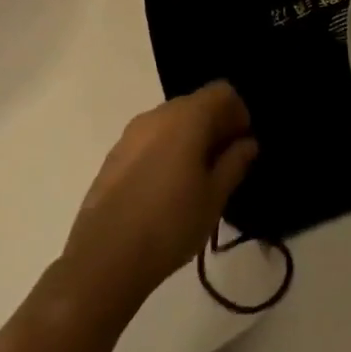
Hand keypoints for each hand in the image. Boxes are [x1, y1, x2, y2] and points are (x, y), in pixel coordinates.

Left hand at [59, 81, 258, 314]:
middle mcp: (157, 115)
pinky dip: (164, 151)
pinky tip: (164, 189)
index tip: (241, 146)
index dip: (238, 114)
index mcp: (187, 117)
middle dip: (214, 126)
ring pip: (171, 122)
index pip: (222, 92)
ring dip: (189, 138)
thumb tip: (247, 143)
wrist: (103, 259)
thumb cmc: (170, 224)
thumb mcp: (214, 197)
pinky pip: (150, 140)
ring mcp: (130, 134)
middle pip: (196, 104)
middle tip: (223, 164)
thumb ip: (234, 162)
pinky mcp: (113, 155)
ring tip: (194, 179)